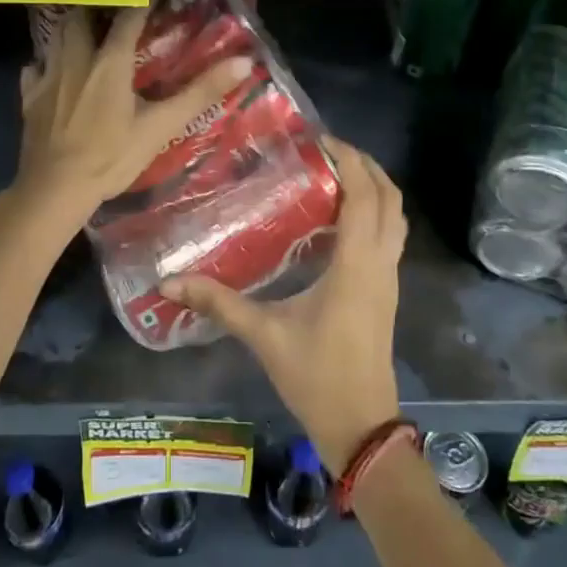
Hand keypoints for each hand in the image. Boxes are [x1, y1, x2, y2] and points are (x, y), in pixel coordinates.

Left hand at [16, 7, 251, 221]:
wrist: (55, 189)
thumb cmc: (111, 157)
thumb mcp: (161, 126)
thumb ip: (200, 92)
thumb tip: (243, 62)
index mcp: (110, 61)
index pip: (127, 18)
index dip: (141, 2)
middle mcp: (76, 58)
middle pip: (82, 16)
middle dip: (98, 8)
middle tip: (114, 10)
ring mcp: (48, 76)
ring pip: (56, 36)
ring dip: (73, 27)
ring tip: (87, 31)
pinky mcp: (29, 97)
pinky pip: (36, 67)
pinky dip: (47, 62)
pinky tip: (54, 72)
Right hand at [161, 138, 405, 471]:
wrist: (362, 427)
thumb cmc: (316, 377)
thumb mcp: (264, 336)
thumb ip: (219, 303)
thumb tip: (169, 282)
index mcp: (356, 265)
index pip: (364, 196)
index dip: (349, 160)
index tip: (321, 139)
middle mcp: (381, 263)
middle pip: (390, 198)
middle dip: (366, 165)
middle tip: (328, 150)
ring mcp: (390, 278)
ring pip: (396, 217)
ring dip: (375, 188)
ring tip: (336, 174)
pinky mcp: (388, 291)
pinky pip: (391, 236)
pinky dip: (375, 212)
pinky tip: (340, 218)